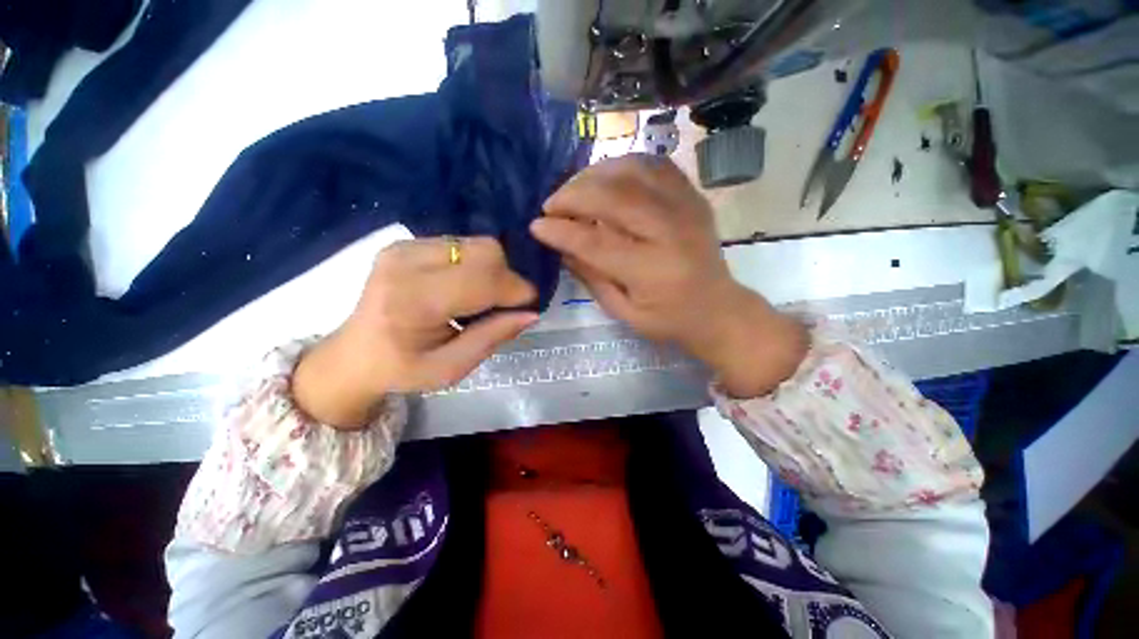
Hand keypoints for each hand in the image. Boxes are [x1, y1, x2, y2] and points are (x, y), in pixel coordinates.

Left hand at [293, 237, 538, 427]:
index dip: (516, 289)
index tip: (529, 305)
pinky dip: (475, 264)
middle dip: (506, 277)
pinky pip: (461, 244)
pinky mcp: (405, 242)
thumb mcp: (452, 368)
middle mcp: (406, 263)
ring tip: (481, 298)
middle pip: (484, 251)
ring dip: (491, 270)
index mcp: (413, 302)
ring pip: (477, 244)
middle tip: (504, 304)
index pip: (482, 280)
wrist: (354, 354)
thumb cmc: (402, 369)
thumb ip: (492, 337)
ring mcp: (404, 247)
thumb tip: (531, 314)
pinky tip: (463, 286)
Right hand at [531, 155, 806, 397]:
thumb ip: (591, 277)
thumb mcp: (624, 311)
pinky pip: (654, 164)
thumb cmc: (668, 319)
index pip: (597, 242)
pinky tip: (606, 178)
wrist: (718, 308)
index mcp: (653, 270)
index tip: (537, 226)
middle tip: (551, 205)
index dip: (562, 231)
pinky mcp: (692, 195)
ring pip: (633, 170)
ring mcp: (686, 206)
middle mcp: (671, 231)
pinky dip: (624, 165)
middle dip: (574, 195)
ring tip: (575, 190)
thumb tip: (562, 246)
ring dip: (595, 174)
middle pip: (614, 196)